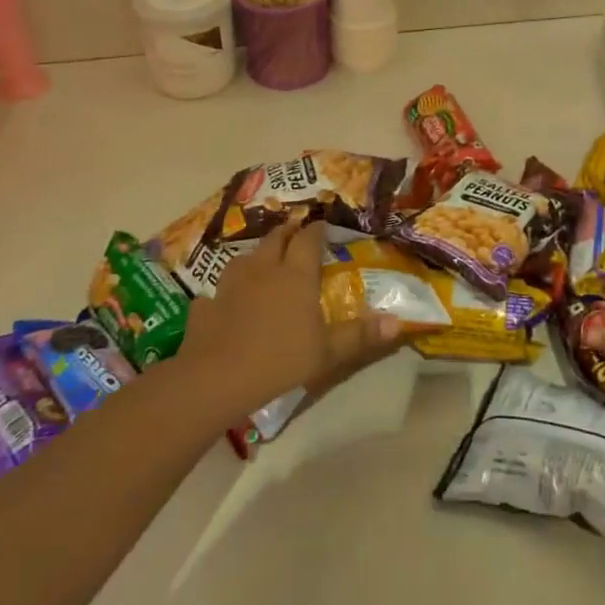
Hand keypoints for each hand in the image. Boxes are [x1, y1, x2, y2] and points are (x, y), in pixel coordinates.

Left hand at [178, 218, 404, 417]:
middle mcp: (264, 269)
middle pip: (276, 238)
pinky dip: (226, 292)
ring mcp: (230, 284)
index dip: (317, 230)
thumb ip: (360, 335)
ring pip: (245, 258)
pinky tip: (227, 302)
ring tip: (264, 262)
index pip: (308, 239)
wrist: (215, 378)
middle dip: (288, 232)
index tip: (323, 226)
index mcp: (295, 274)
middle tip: (296, 233)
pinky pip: (218, 290)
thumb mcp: (328, 352)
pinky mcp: (206, 304)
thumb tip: (398, 322)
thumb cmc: (280, 359)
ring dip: (257, 256)